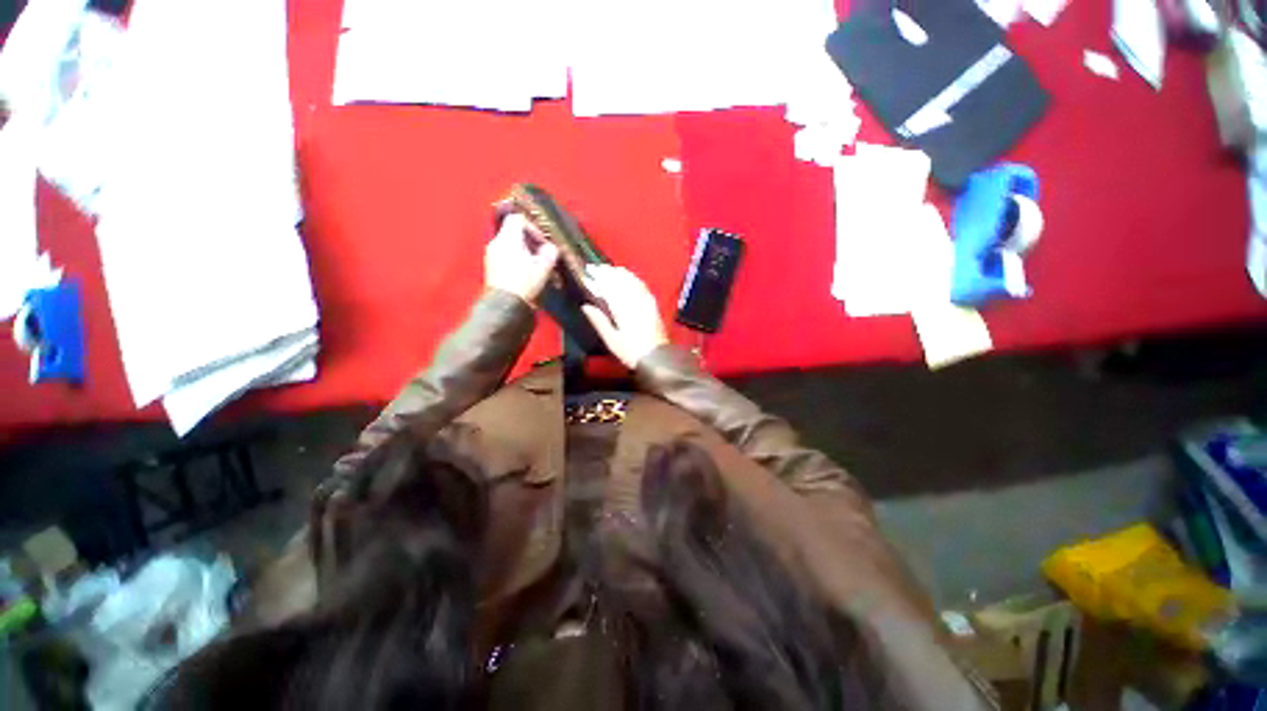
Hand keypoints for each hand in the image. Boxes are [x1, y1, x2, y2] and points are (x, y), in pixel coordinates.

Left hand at [485, 214, 559, 304]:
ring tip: (536, 266)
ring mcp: (491, 255)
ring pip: (510, 245)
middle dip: (530, 241)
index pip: (518, 219)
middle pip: (513, 232)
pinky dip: (516, 259)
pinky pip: (505, 255)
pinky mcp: (490, 267)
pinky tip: (526, 273)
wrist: (504, 305)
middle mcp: (496, 242)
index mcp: (508, 238)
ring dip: (524, 251)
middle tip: (542, 254)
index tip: (543, 242)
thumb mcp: (543, 268)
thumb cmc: (524, 283)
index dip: (533, 227)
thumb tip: (550, 248)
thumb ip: (549, 253)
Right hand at [581, 265, 668, 368]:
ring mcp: (645, 300)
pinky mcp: (652, 303)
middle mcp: (635, 300)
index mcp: (622, 308)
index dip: (599, 277)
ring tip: (610, 269)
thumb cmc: (631, 351)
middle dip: (608, 272)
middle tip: (597, 268)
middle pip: (620, 280)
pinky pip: (641, 285)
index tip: (589, 270)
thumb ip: (599, 321)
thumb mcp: (611, 340)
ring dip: (620, 273)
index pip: (609, 286)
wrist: (657, 357)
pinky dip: (632, 278)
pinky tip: (628, 277)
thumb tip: (585, 306)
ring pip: (631, 280)